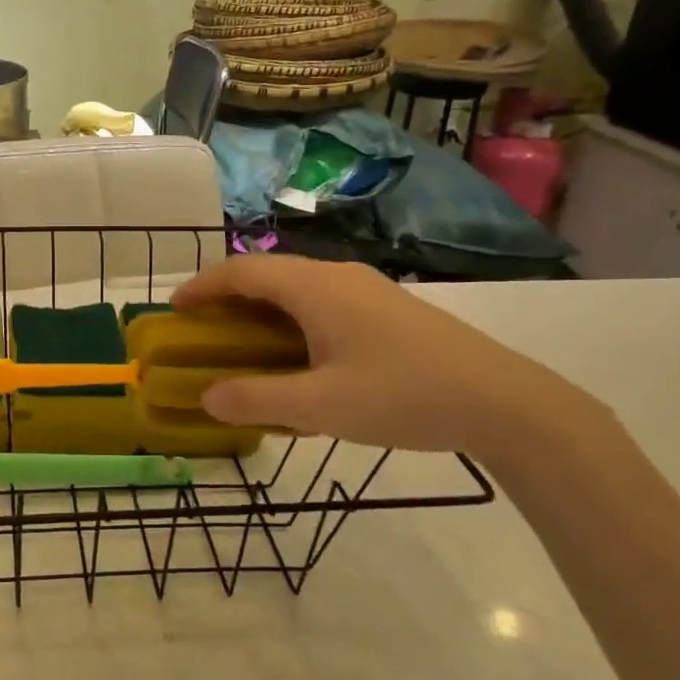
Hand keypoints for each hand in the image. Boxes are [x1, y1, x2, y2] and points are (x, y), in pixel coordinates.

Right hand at [172, 255, 599, 463]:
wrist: (505, 403)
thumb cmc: (403, 396)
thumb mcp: (320, 407)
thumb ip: (257, 400)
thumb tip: (207, 398)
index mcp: (315, 288)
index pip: (242, 271)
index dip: (203, 286)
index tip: (174, 309)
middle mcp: (337, 277)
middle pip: (268, 274)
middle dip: (228, 298)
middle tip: (202, 331)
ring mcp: (368, 291)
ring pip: (298, 288)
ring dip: (262, 310)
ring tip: (243, 345)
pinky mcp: (389, 311)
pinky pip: (323, 303)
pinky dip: (292, 321)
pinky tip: (300, 358)